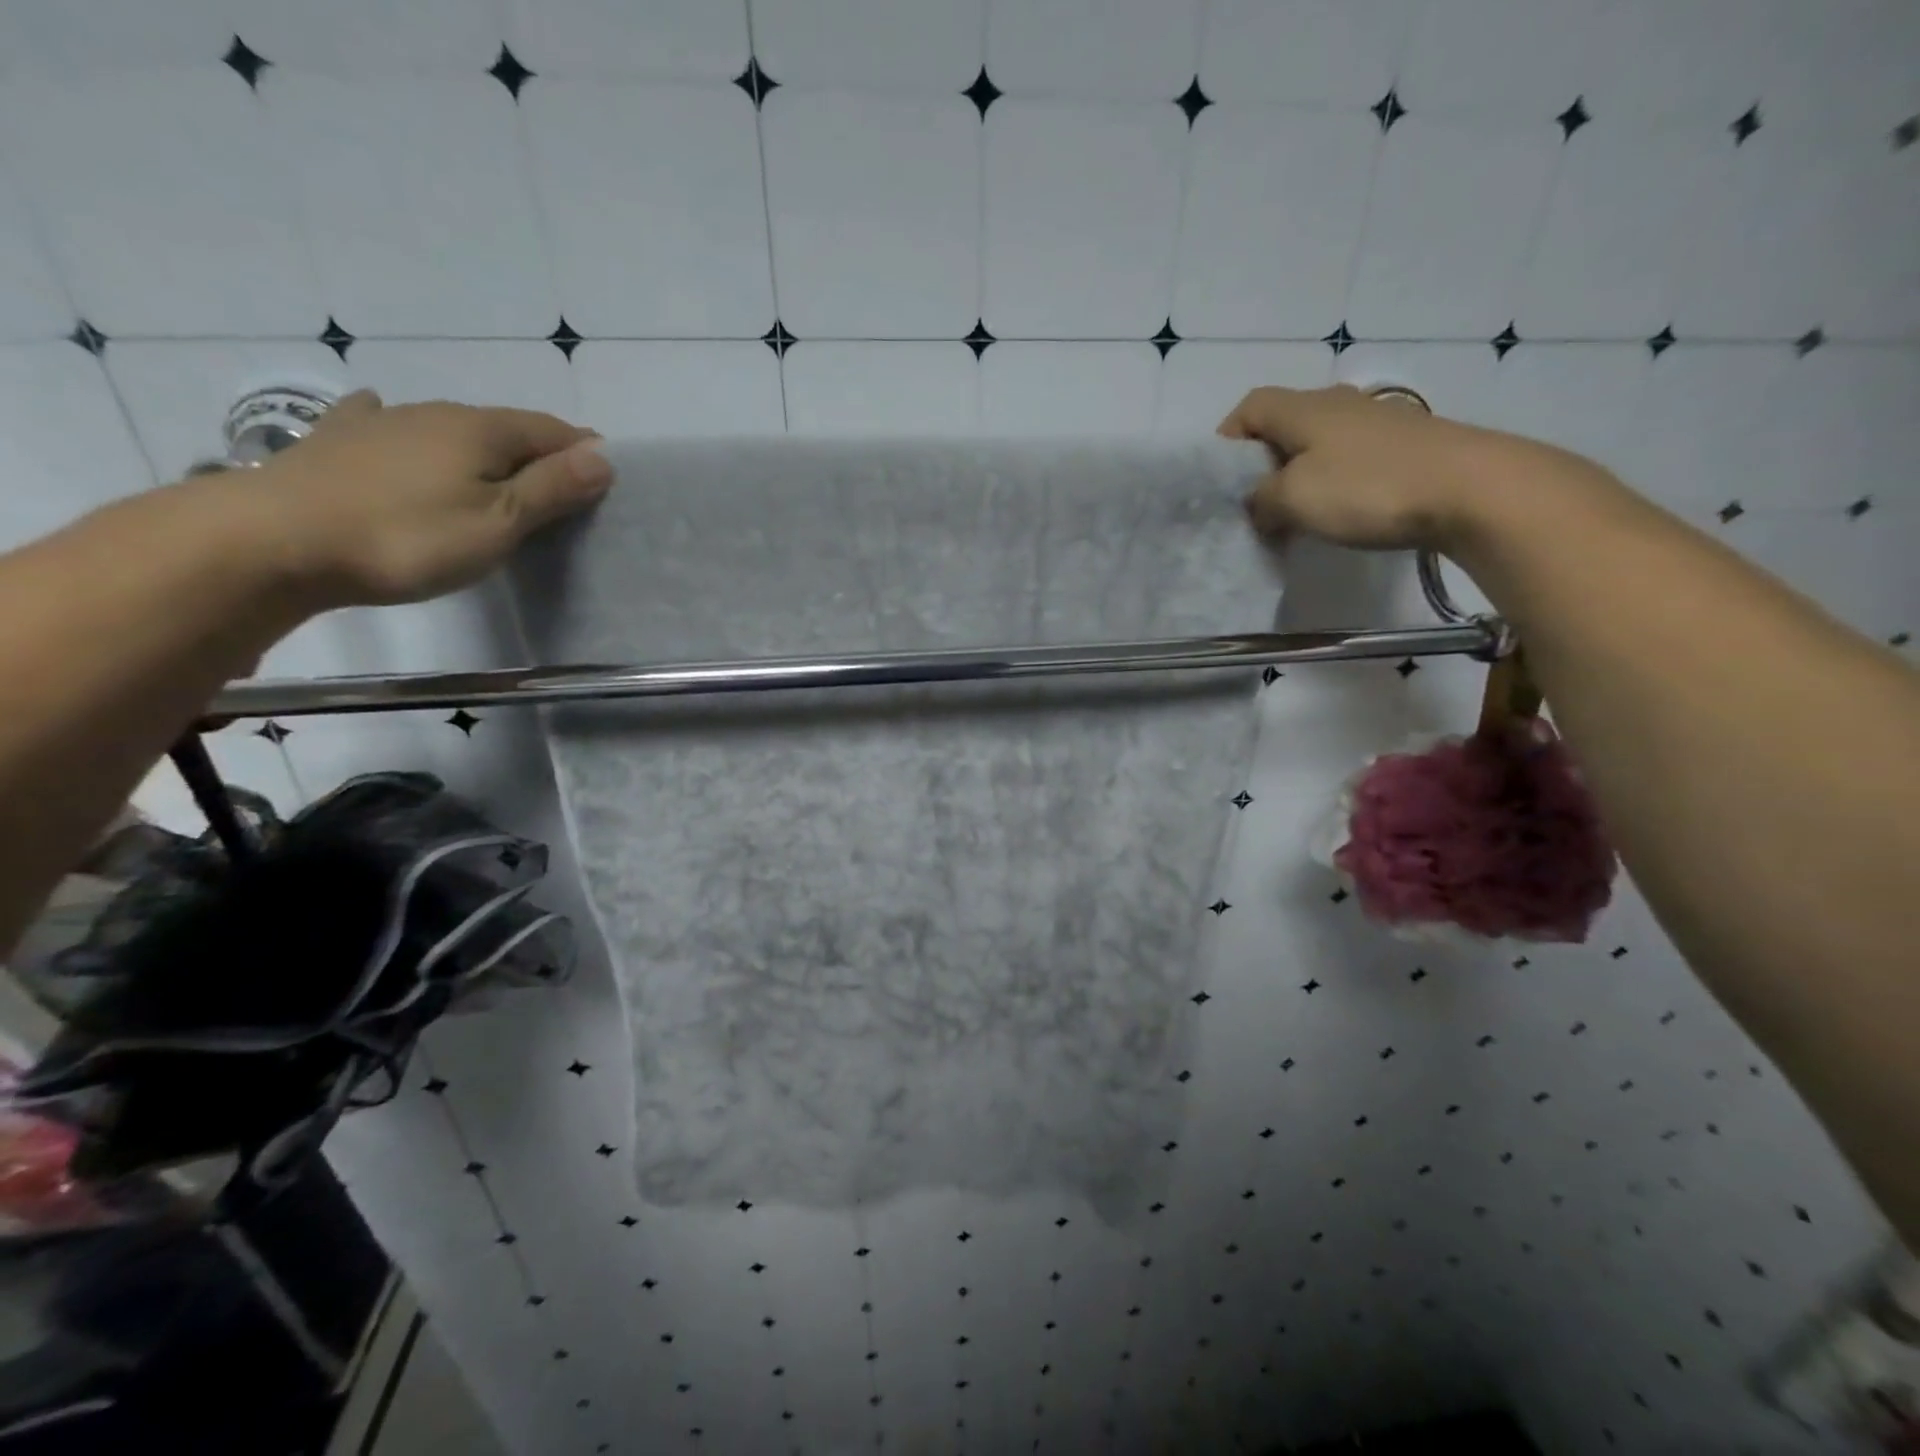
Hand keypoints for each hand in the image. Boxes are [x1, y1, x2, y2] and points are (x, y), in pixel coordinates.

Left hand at [234, 390, 612, 608]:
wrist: (274, 539)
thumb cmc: (408, 537)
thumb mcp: (499, 522)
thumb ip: (552, 488)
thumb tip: (603, 457)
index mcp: (482, 430)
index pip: (552, 431)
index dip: (584, 451)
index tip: (606, 478)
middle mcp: (436, 413)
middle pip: (506, 428)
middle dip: (539, 452)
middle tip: (560, 489)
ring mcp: (382, 423)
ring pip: (453, 428)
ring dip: (485, 448)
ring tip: (498, 476)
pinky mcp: (340, 442)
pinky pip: (385, 424)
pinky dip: (407, 430)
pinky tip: (386, 418)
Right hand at [1219, 384, 1547, 551]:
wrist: (1470, 489)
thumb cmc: (1367, 487)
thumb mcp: (1293, 499)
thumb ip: (1261, 500)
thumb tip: (1258, 504)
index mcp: (1304, 408)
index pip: (1250, 407)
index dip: (1228, 438)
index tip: (1222, 480)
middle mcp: (1338, 405)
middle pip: (1284, 424)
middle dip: (1262, 463)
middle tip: (1255, 504)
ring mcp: (1376, 423)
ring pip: (1318, 444)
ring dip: (1299, 475)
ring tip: (1296, 515)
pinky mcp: (1405, 446)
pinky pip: (1350, 460)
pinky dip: (1333, 483)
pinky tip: (1340, 513)